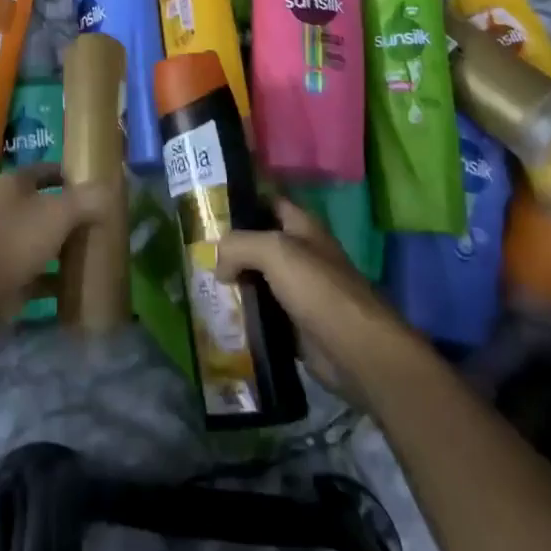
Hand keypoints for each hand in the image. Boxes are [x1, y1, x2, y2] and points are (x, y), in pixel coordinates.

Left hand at [0, 164, 102, 320]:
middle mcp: (8, 210)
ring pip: (43, 241)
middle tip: (103, 222)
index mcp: (15, 185)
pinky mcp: (8, 276)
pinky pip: (40, 275)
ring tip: (97, 252)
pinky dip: (58, 280)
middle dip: (73, 215)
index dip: (70, 175)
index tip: (97, 186)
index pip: (47, 170)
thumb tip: (110, 190)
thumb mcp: (59, 212)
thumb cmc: (17, 239)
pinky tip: (80, 286)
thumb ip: (86, 199)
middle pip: (47, 207)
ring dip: (66, 248)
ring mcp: (6, 244)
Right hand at [217, 199, 420, 403]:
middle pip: (258, 241)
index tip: (207, 206)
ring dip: (234, 280)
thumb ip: (238, 245)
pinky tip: (220, 313)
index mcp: (301, 226)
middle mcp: (299, 253)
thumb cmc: (317, 288)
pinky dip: (243, 312)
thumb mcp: (274, 251)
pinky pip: (261, 310)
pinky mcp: (293, 323)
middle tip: (195, 250)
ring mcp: (297, 289)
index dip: (241, 201)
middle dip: (230, 246)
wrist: (355, 350)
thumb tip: (218, 263)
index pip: (267, 201)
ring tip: (201, 282)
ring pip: (257, 277)